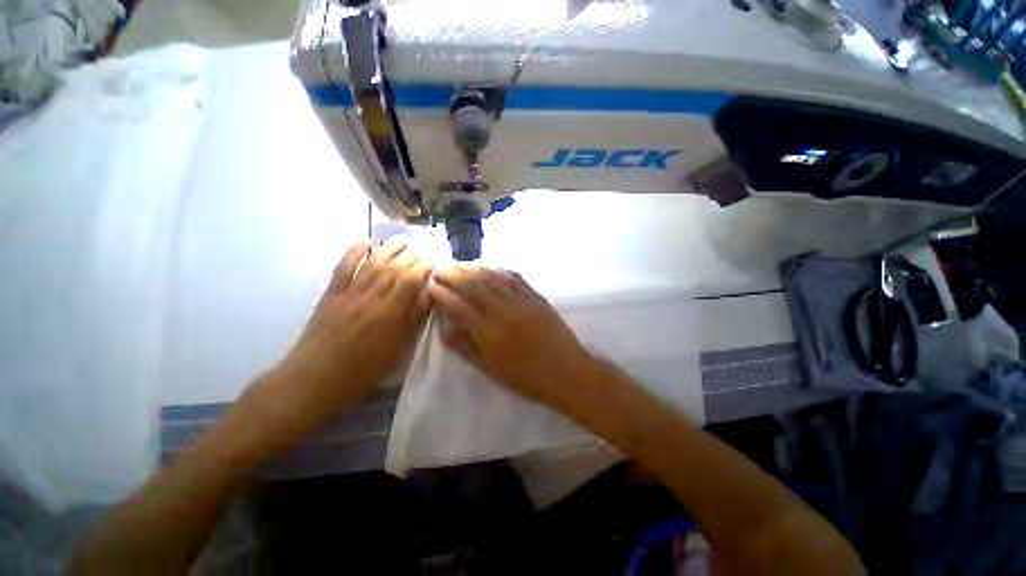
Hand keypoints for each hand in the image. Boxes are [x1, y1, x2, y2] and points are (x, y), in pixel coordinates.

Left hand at [246, 237, 432, 448]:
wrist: (315, 378)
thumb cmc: (363, 369)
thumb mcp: (397, 349)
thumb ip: (414, 321)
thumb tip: (428, 297)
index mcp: (390, 312)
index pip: (411, 280)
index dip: (424, 267)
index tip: (434, 260)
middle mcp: (372, 296)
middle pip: (394, 268)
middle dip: (411, 255)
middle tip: (423, 247)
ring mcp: (350, 292)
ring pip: (373, 264)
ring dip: (389, 248)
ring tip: (402, 239)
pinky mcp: (332, 293)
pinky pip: (343, 268)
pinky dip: (353, 252)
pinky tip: (364, 242)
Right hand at [428, 265, 598, 409]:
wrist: (567, 373)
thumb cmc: (527, 377)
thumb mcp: (492, 370)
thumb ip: (467, 348)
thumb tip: (446, 329)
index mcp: (491, 334)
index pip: (460, 307)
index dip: (443, 295)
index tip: (430, 285)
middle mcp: (505, 313)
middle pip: (474, 287)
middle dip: (453, 275)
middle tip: (439, 268)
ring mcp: (523, 302)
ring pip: (493, 279)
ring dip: (474, 268)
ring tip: (459, 264)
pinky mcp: (537, 297)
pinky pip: (516, 279)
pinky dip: (500, 270)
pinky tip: (490, 266)